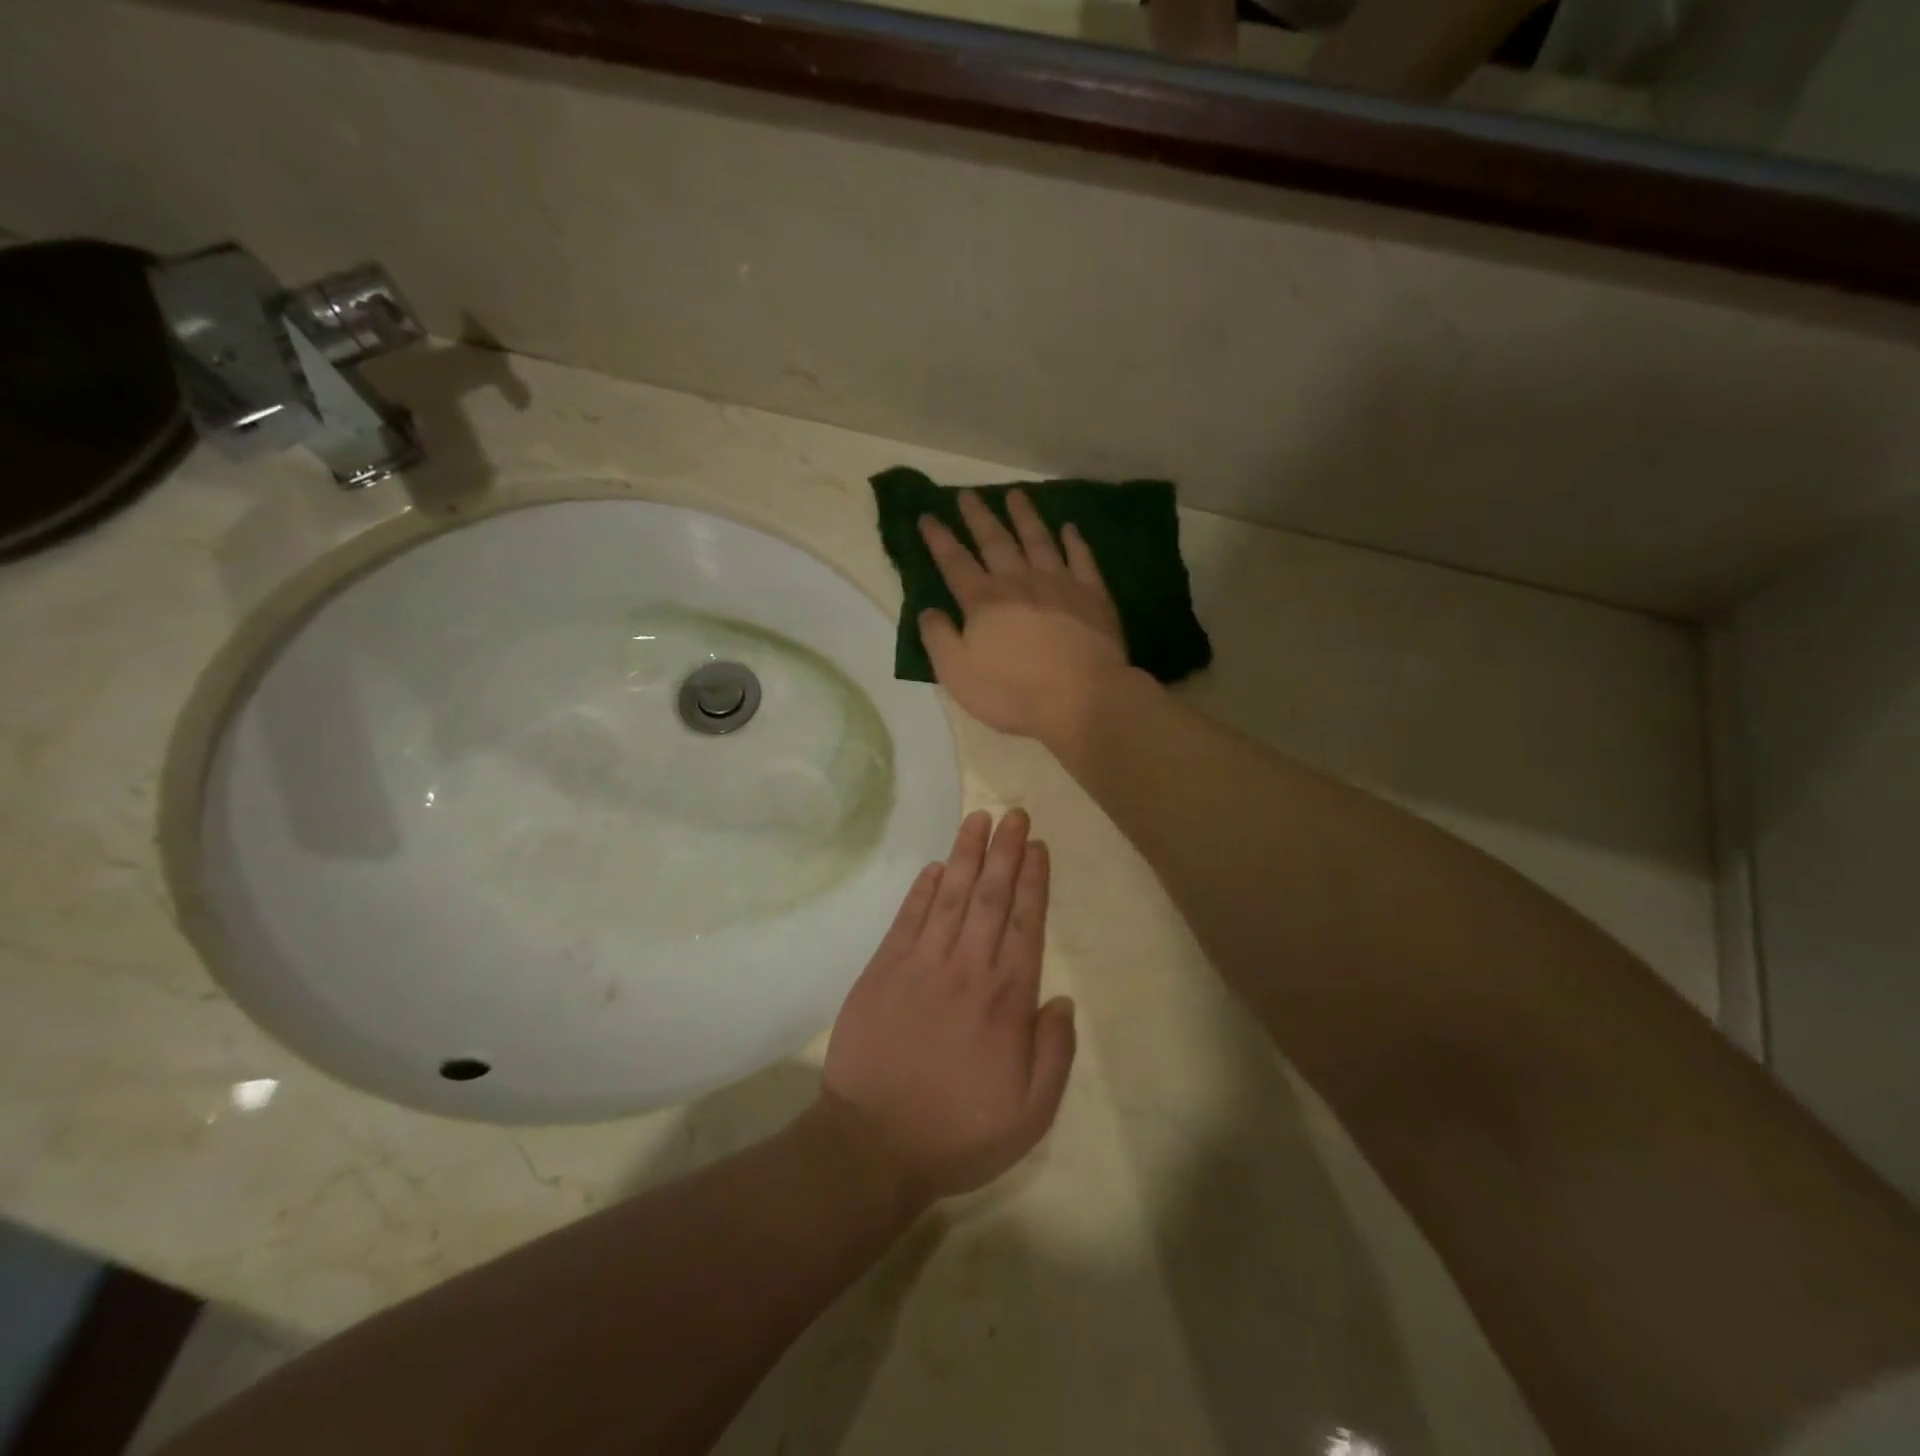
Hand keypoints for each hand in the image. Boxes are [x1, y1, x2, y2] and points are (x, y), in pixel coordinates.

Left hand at [820, 809, 1076, 1204]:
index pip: (1025, 923)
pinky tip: (934, 866)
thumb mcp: (1030, 1113)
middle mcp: (967, 968)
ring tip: (978, 819)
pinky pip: (907, 918)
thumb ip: (1054, 1052)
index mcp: (1007, 999)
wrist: (873, 1144)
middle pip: (990, 896)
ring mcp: (921, 964)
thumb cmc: (959, 1131)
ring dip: (965, 854)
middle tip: (1013, 812)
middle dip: (1004, 851)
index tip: (1036, 846)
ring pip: (949, 895)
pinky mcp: (883, 970)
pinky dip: (922, 889)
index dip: (1033, 880)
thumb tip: (1063, 999)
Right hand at [919, 490, 1130, 746]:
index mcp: (983, 601)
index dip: (939, 539)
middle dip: (978, 516)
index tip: (927, 515)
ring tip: (1015, 495)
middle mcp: (1019, 582)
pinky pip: (1081, 559)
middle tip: (967, 493)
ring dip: (1024, 516)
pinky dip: (1074, 541)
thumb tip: (928, 611)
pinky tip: (1069, 528)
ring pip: (1038, 540)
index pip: (955, 562)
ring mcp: (1059, 584)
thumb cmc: (1013, 692)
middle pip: (995, 541)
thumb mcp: (957, 674)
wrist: (1081, 698)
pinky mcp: (1092, 595)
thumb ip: (938, 639)